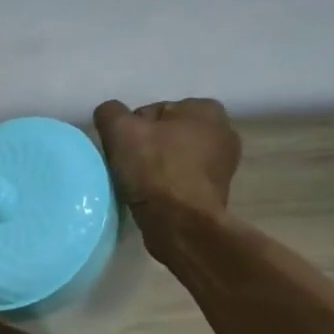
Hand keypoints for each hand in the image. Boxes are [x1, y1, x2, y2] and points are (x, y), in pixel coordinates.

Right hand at [93, 98, 242, 239]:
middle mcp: (223, 131)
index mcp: (206, 109)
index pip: (153, 112)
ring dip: (155, 169)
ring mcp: (223, 165)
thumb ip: (110, 112)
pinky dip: (167, 187)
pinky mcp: (217, 192)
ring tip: (139, 186)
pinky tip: (153, 198)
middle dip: (146, 148)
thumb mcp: (120, 131)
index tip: (123, 151)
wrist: (180, 224)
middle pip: (165, 135)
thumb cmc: (154, 170)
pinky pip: (181, 181)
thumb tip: (110, 115)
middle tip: (128, 168)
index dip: (131, 131)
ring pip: (173, 159)